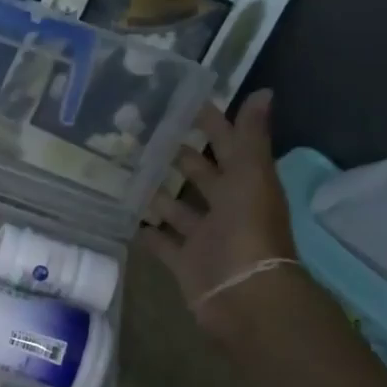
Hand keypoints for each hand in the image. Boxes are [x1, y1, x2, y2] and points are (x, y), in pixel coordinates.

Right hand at [136, 90, 297, 332]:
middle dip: (178, 155)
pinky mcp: (183, 261)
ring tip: (124, 168)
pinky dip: (146, 231)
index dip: (211, 123)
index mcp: (245, 184)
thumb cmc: (248, 230)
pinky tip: (123, 214)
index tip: (182, 101)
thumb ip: (250, 137)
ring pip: (177, 208)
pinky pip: (161, 242)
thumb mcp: (251, 176)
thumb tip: (263, 92)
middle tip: (141, 133)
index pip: (227, 145)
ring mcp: (203, 236)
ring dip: (157, 191)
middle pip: (201, 176)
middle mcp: (226, 207)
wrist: (243, 295)